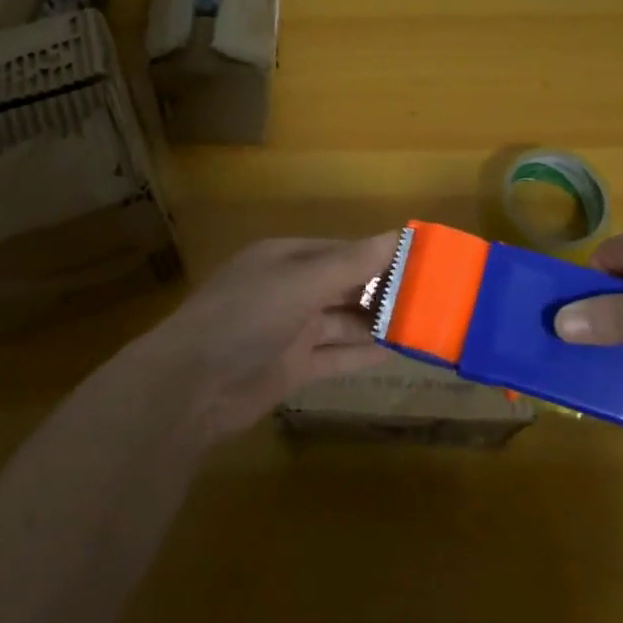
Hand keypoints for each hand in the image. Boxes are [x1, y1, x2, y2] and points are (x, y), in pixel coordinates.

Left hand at [139, 234, 396, 440]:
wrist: (191, 387)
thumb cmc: (245, 317)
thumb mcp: (300, 282)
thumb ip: (350, 263)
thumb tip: (398, 235)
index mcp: (285, 258)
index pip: (342, 250)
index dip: (379, 255)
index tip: (421, 260)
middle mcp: (289, 290)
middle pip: (344, 286)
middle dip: (381, 290)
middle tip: (431, 296)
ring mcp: (290, 330)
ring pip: (342, 322)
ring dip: (375, 323)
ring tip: (421, 323)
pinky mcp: (292, 368)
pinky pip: (334, 356)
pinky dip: (361, 354)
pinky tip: (394, 353)